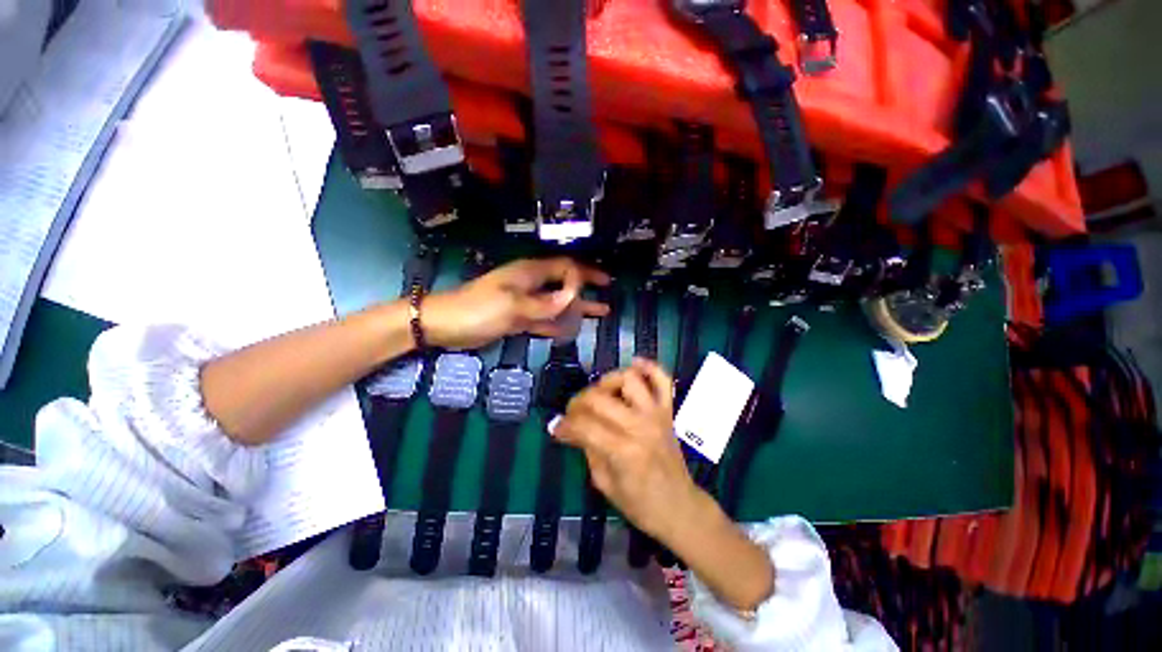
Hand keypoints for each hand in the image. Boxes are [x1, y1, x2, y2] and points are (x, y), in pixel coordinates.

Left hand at [421, 257, 609, 349]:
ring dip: (577, 307)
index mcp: (529, 273)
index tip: (601, 286)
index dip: (584, 274)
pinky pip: (545, 319)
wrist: (445, 324)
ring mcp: (525, 302)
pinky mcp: (519, 318)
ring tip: (600, 311)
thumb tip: (573, 298)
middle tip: (608, 291)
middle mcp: (530, 284)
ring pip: (557, 302)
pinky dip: (559, 323)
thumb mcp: (512, 305)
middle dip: (586, 286)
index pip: (564, 267)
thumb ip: (544, 304)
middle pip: (564, 282)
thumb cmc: (477, 309)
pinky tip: (572, 329)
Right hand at [554, 360, 775, 610]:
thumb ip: (588, 450)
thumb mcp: (605, 483)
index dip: (565, 425)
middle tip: (572, 413)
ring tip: (599, 394)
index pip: (585, 425)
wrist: (680, 507)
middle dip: (577, 403)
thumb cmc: (640, 504)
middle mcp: (640, 426)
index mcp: (624, 451)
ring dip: (607, 381)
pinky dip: (649, 367)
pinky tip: (634, 365)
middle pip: (600, 398)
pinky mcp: (668, 411)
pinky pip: (662, 379)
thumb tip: (571, 428)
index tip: (556, 428)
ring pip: (628, 379)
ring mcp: (656, 414)